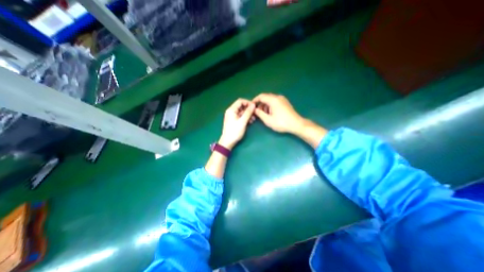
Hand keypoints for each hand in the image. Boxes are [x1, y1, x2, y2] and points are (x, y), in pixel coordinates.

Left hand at [220, 97, 256, 149]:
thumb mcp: (242, 121)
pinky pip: (241, 116)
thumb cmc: (235, 131)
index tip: (254, 106)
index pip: (240, 101)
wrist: (228, 142)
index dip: (248, 102)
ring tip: (254, 119)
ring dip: (248, 114)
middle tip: (255, 113)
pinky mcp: (235, 121)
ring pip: (242, 112)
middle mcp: (231, 111)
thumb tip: (253, 105)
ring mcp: (233, 116)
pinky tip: (251, 121)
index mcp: (231, 110)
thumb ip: (248, 112)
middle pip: (241, 106)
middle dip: (249, 109)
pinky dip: (246, 118)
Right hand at [252, 93, 302, 133]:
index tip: (251, 106)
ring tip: (264, 114)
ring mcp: (282, 99)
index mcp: (273, 100)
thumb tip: (254, 109)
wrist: (296, 124)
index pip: (261, 96)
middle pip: (266, 97)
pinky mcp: (285, 102)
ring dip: (265, 105)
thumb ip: (260, 113)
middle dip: (260, 104)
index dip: (255, 100)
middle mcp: (278, 97)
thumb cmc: (281, 123)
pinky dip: (270, 105)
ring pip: (270, 99)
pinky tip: (270, 113)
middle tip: (257, 112)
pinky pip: (275, 101)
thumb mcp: (268, 120)